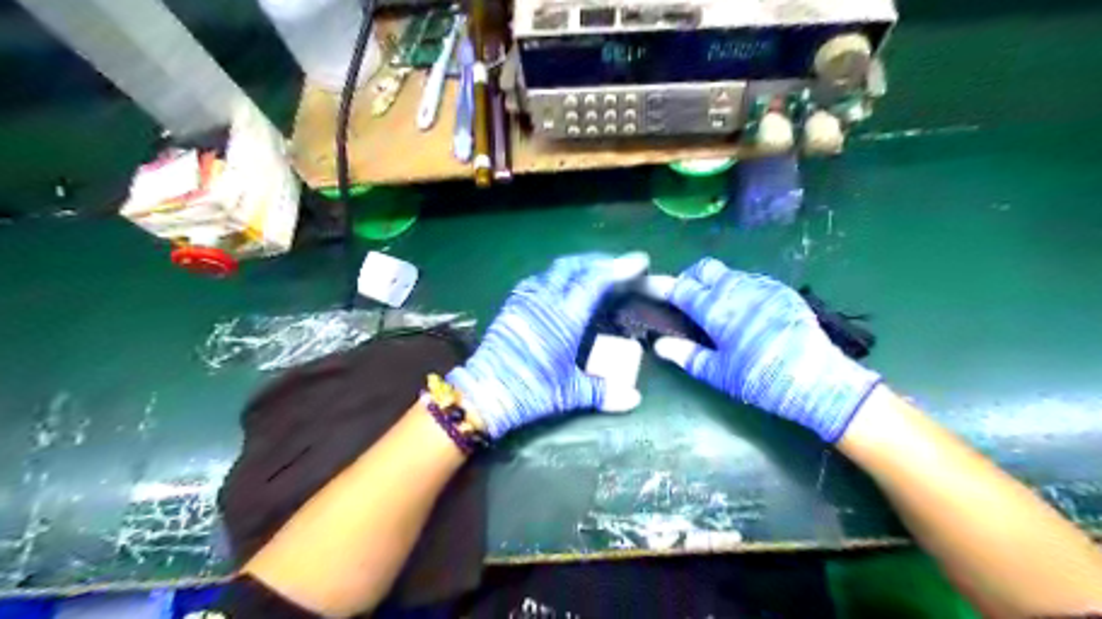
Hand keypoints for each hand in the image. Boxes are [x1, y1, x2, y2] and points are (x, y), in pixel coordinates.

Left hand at [448, 251, 647, 440]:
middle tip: (616, 265)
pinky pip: (536, 281)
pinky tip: (560, 287)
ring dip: (576, 266)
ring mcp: (524, 301)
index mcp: (563, 319)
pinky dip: (555, 276)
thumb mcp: (569, 394)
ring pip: (552, 271)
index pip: (594, 282)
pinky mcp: (510, 307)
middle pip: (572, 266)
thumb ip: (603, 392)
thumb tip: (634, 400)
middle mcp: (543, 302)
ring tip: (591, 272)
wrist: (483, 394)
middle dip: (597, 260)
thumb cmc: (529, 391)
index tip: (638, 261)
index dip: (618, 269)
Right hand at [647, 258, 879, 441]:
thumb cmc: (761, 379)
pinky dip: (738, 288)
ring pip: (729, 273)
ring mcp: (763, 287)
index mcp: (717, 310)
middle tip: (686, 299)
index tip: (649, 288)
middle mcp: (738, 290)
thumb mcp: (719, 373)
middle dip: (690, 278)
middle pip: (705, 269)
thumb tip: (659, 345)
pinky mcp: (782, 291)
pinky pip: (751, 280)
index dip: (661, 286)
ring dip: (715, 283)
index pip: (681, 287)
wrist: (819, 380)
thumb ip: (686, 355)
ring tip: (715, 307)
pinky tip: (743, 310)